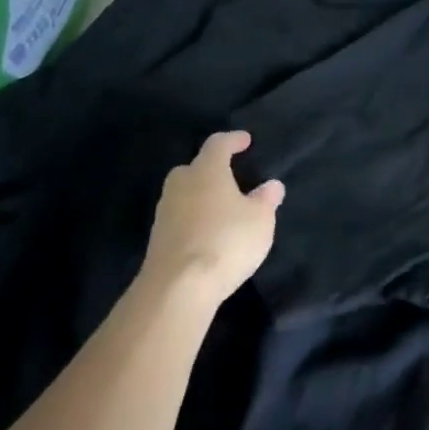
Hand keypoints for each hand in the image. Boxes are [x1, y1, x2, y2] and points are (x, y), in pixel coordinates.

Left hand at [143, 131, 283, 302]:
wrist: (176, 289)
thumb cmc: (225, 241)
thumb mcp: (260, 220)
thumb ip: (266, 200)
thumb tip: (271, 185)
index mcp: (207, 171)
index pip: (218, 144)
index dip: (233, 140)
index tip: (245, 140)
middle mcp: (181, 185)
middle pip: (193, 168)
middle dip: (210, 169)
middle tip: (228, 176)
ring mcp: (164, 214)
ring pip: (183, 194)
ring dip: (200, 197)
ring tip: (221, 208)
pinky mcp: (156, 241)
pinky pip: (178, 219)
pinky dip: (192, 220)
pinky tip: (207, 233)